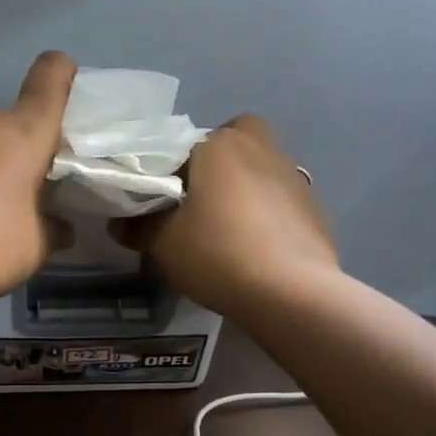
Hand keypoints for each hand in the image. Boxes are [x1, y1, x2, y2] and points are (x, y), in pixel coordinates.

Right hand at [112, 113, 338, 317]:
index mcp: (220, 143)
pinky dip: (266, 217)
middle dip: (215, 167)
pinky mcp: (315, 207)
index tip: (162, 203)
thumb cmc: (217, 253)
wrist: (290, 291)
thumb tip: (120, 223)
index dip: (169, 173)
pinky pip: (279, 202)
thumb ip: (137, 227)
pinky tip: (255, 250)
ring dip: (242, 192)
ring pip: (258, 172)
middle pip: (230, 146)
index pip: (183, 146)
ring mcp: (294, 175)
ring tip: (226, 235)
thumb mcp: (162, 244)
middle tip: (197, 206)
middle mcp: (261, 146)